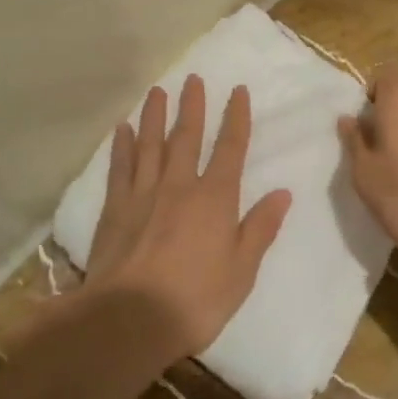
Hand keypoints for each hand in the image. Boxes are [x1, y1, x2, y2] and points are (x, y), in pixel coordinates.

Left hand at [84, 75, 290, 360]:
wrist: (130, 319)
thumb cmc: (195, 300)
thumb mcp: (241, 272)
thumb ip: (260, 229)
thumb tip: (282, 193)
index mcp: (215, 199)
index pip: (230, 148)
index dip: (236, 118)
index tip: (238, 91)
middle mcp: (179, 185)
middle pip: (187, 137)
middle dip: (192, 106)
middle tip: (193, 78)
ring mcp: (143, 194)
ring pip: (150, 144)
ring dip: (155, 116)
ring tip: (157, 91)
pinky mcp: (115, 208)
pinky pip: (120, 168)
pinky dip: (121, 146)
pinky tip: (122, 129)